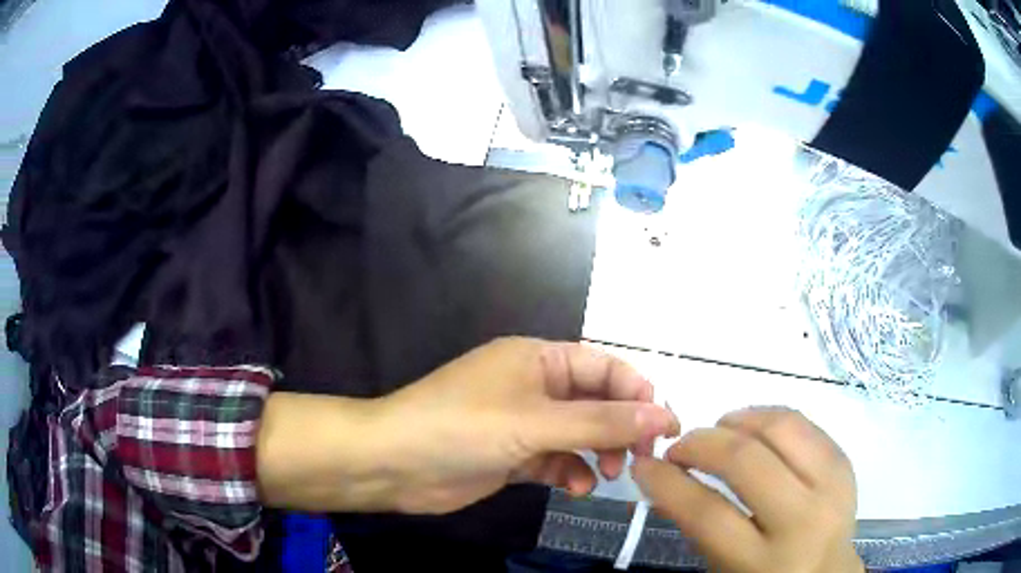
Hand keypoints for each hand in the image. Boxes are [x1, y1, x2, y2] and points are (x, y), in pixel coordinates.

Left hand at [373, 337, 679, 513]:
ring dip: (597, 453)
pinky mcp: (512, 454)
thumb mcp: (536, 422)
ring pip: (578, 434)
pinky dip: (570, 472)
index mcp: (538, 359)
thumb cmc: (463, 428)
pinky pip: (555, 459)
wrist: (394, 463)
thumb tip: (663, 416)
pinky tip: (575, 487)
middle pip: (594, 403)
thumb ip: (602, 422)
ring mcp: (522, 423)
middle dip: (620, 428)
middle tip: (640, 457)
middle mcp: (533, 386)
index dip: (638, 393)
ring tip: (608, 475)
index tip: (666, 426)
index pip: (604, 367)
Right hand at [633, 408, 863, 572]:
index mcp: (762, 563)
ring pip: (781, 427)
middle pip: (746, 462)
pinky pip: (803, 424)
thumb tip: (661, 477)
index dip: (666, 482)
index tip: (644, 465)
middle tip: (680, 447)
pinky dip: (767, 418)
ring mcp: (831, 486)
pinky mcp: (844, 463)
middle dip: (701, 443)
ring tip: (717, 431)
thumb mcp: (724, 568)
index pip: (707, 513)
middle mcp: (803, 521)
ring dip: (738, 420)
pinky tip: (751, 429)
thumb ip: (696, 527)